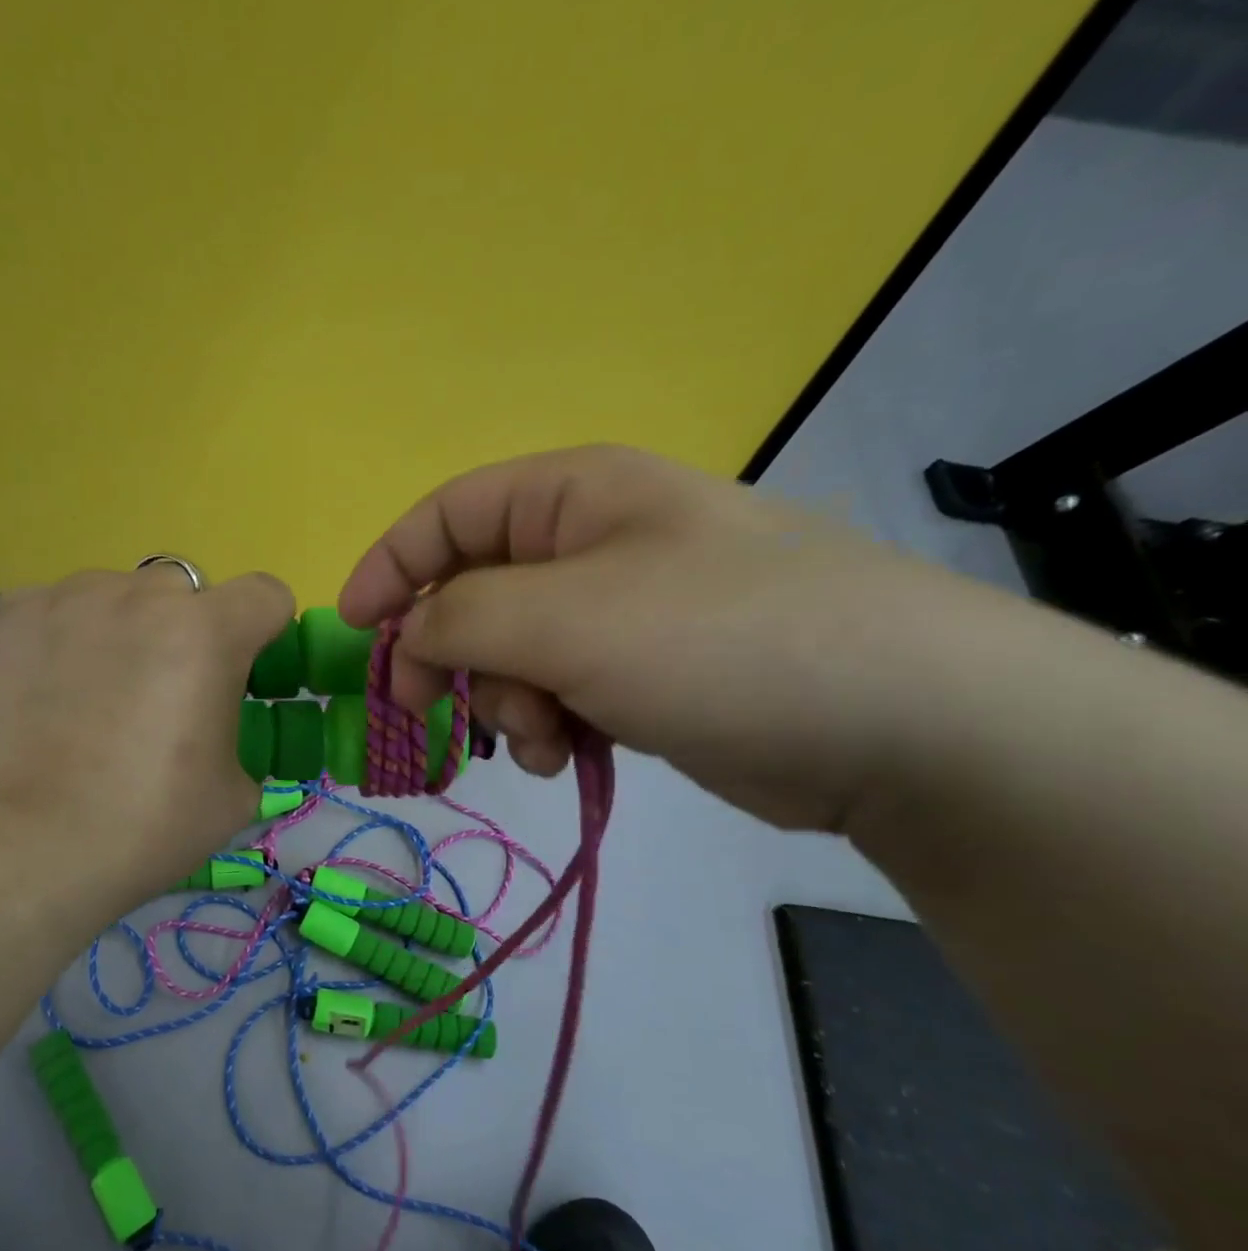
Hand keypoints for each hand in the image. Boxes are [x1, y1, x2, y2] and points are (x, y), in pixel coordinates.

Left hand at [0, 565, 292, 936]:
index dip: (266, 632)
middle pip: (186, 592)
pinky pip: (58, 611)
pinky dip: (65, 640)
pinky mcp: (7, 615)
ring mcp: (65, 597)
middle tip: (163, 696)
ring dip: (124, 631)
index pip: (266, 594)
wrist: (10, 846)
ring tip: (92, 698)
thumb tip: (212, 733)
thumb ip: (238, 740)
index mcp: (206, 633)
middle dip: (188, 632)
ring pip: (118, 596)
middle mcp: (138, 595)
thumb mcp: (230, 797)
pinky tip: (42, 696)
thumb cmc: (138, 826)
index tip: (244, 674)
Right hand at [340, 444, 1019, 832]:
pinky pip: (558, 692)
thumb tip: (412, 635)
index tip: (352, 631)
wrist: (897, 724)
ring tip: (541, 737)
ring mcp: (622, 612)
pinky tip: (566, 754)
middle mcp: (593, 544)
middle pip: (475, 592)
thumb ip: (464, 616)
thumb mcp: (568, 617)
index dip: (390, 568)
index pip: (448, 516)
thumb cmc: (719, 640)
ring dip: (506, 701)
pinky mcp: (644, 674)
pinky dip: (546, 725)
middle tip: (430, 708)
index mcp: (574, 496)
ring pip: (513, 654)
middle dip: (451, 654)